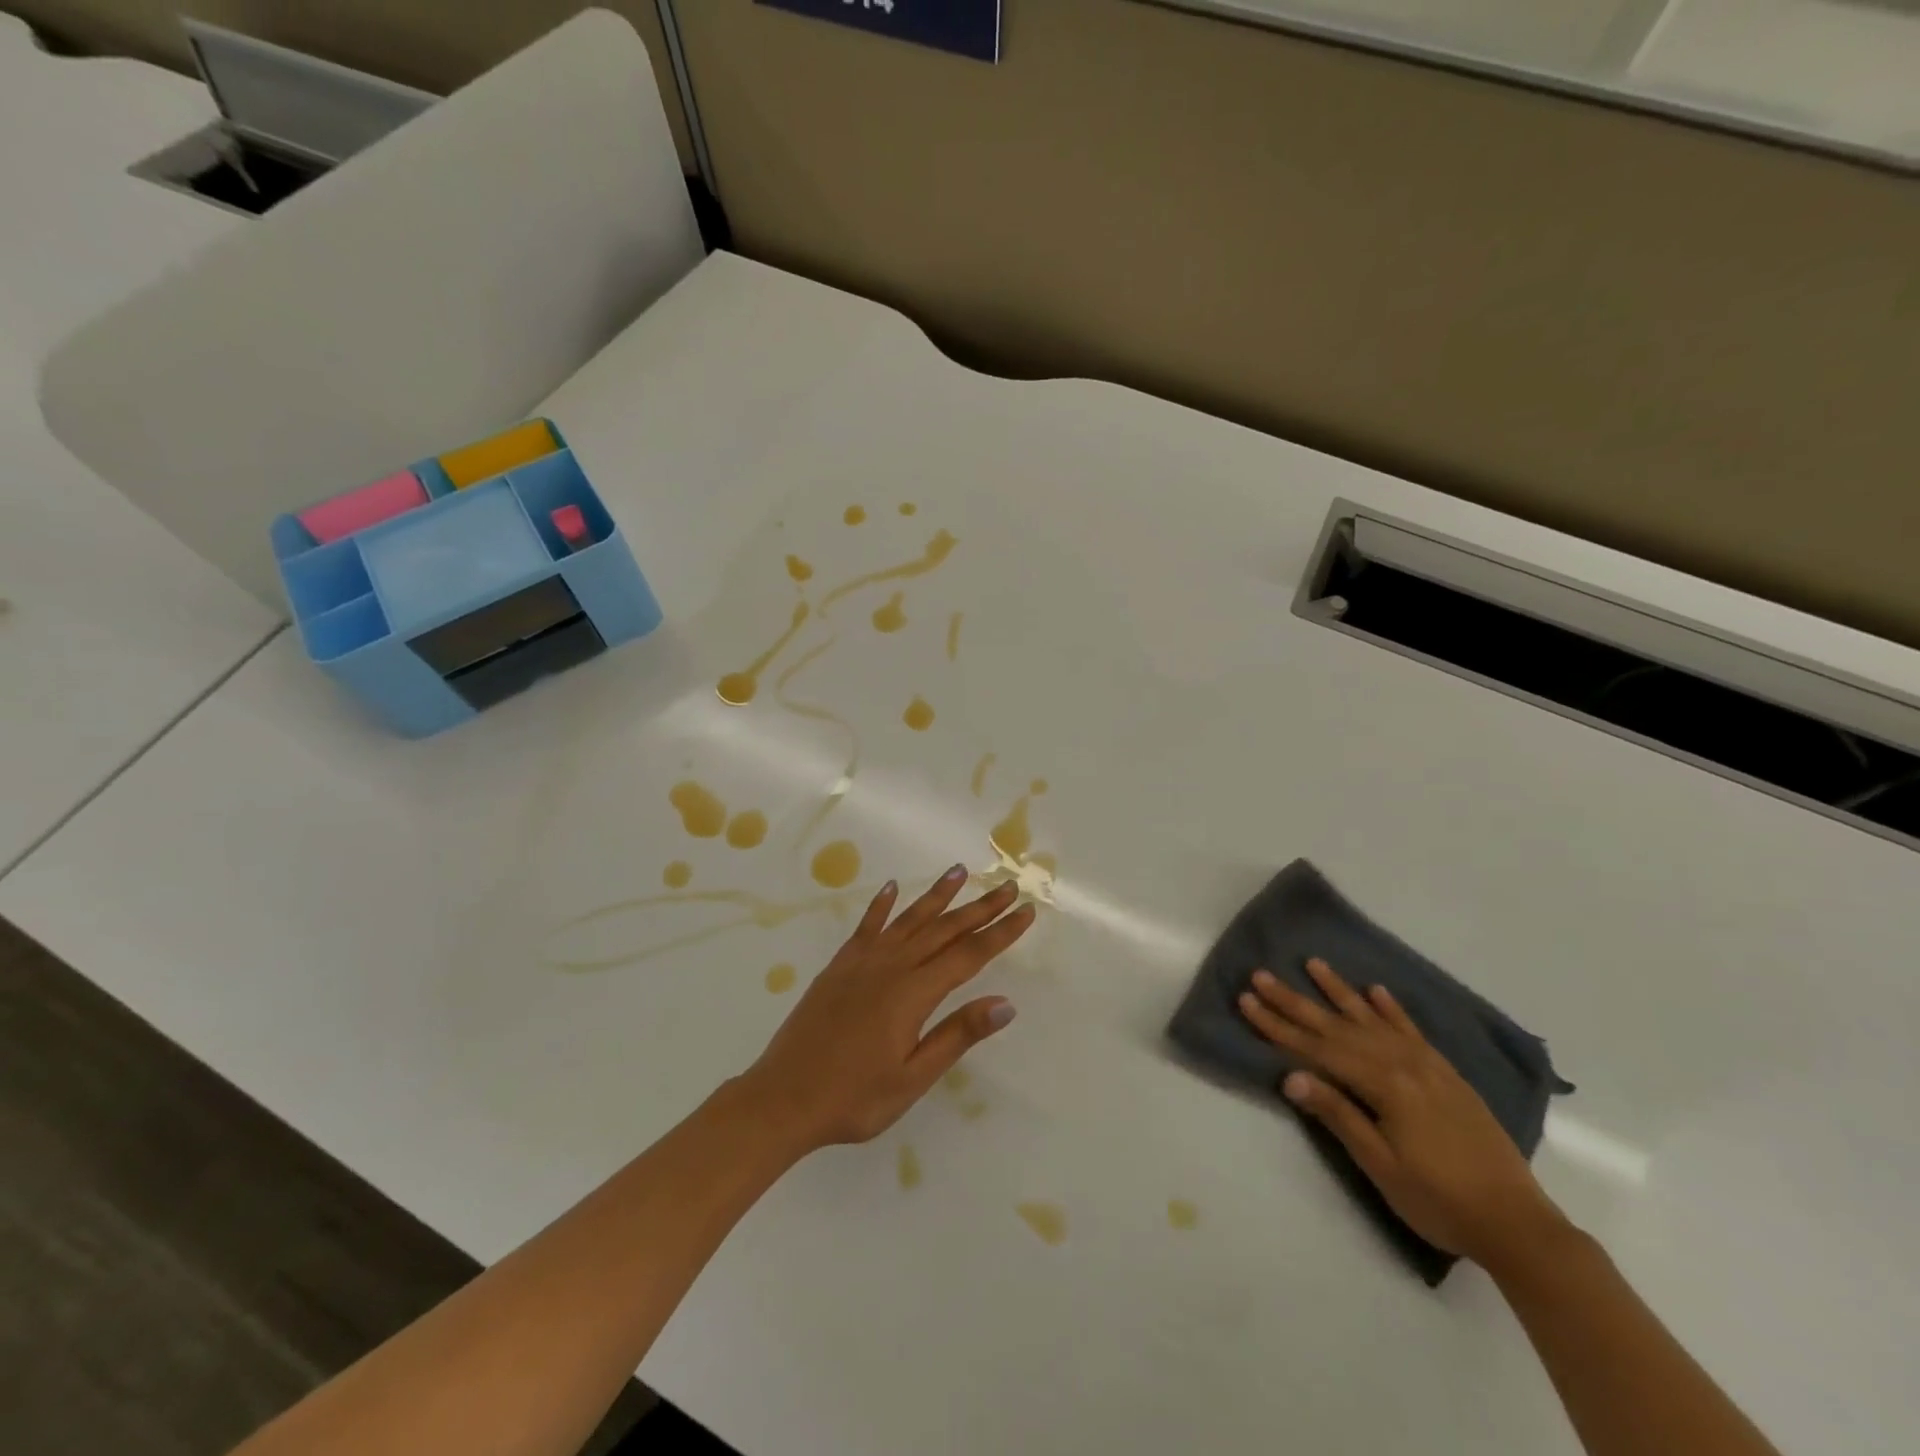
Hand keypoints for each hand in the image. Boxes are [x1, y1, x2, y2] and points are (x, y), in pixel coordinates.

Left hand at [741, 867, 1034, 1151]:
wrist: (781, 1098)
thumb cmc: (853, 1098)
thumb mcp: (912, 1077)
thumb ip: (957, 1035)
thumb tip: (1005, 1003)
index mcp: (913, 993)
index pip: (968, 955)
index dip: (1000, 933)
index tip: (1026, 911)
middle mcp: (891, 966)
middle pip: (944, 929)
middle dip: (980, 908)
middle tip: (1008, 886)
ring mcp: (861, 962)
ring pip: (908, 919)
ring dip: (937, 895)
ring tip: (960, 871)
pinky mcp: (839, 966)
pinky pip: (866, 926)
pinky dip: (881, 905)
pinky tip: (891, 888)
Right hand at [1238, 958, 1567, 1269]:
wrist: (1518, 1224)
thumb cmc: (1440, 1201)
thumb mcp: (1381, 1166)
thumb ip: (1338, 1115)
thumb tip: (1291, 1076)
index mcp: (1384, 1085)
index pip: (1317, 1048)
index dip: (1278, 1026)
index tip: (1247, 1001)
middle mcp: (1403, 1064)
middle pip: (1338, 1027)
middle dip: (1295, 1002)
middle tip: (1262, 976)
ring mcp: (1428, 1066)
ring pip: (1372, 1020)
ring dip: (1339, 992)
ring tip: (1314, 964)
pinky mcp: (1447, 1075)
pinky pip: (1413, 1031)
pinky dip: (1392, 1009)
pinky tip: (1376, 991)